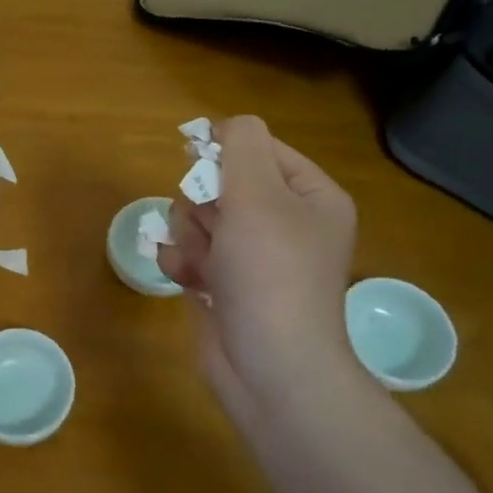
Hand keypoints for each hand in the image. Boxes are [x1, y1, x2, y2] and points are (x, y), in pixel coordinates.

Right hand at [157, 115, 356, 403]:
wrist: (269, 367)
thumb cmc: (270, 273)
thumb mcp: (258, 194)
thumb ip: (241, 145)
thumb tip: (225, 126)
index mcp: (309, 196)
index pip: (260, 149)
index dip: (225, 152)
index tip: (196, 160)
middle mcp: (283, 223)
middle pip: (222, 183)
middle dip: (203, 203)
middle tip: (213, 225)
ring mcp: (252, 257)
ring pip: (198, 218)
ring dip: (189, 236)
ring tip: (204, 263)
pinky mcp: (224, 284)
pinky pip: (190, 253)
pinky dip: (183, 264)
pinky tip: (189, 281)